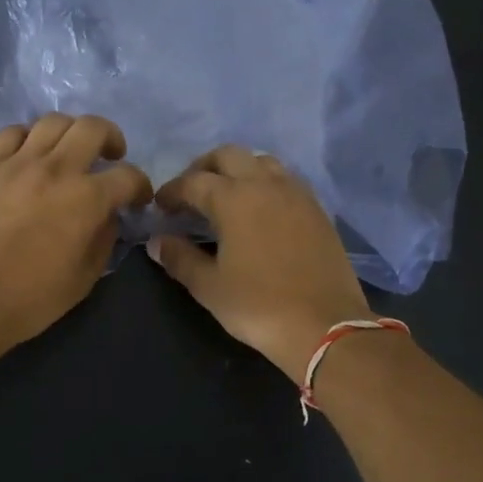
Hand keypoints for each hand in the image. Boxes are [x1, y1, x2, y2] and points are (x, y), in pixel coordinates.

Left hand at [0, 114, 151, 352]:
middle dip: (111, 138)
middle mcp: (56, 169)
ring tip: (69, 151)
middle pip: (92, 128)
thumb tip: (107, 218)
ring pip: (52, 122)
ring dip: (70, 132)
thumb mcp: (83, 278)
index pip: (128, 176)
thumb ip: (103, 241)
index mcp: (87, 199)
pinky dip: (28, 138)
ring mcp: (17, 163)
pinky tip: (29, 155)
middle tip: (110, 156)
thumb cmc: (31, 298)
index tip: (137, 199)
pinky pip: (11, 133)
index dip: (140, 186)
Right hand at [147, 146, 370, 382]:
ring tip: (226, 197)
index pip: (193, 182)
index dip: (171, 191)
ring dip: (238, 170)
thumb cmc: (258, 306)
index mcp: (233, 199)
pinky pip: (285, 180)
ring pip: (261, 162)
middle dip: (203, 168)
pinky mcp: (317, 210)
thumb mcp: (209, 286)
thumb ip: (180, 258)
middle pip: (228, 156)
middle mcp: (265, 185)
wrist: (324, 325)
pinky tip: (260, 210)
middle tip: (190, 193)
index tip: (160, 207)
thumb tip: (158, 241)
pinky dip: (265, 184)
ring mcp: (296, 194)